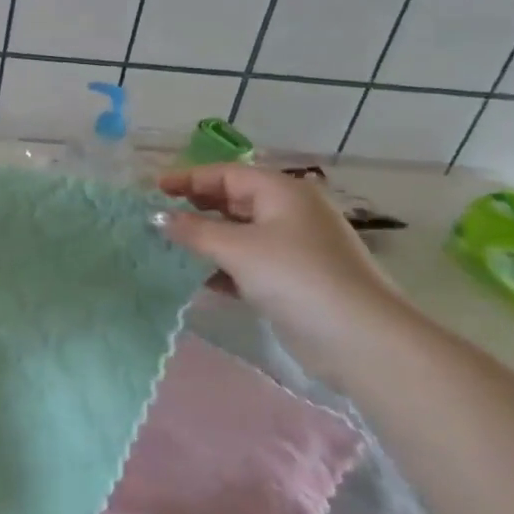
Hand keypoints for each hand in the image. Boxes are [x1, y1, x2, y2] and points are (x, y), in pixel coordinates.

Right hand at [153, 163, 406, 356]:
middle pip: (233, 201)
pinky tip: (197, 279)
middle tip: (157, 217)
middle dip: (195, 208)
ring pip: (239, 233)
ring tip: (168, 248)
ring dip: (206, 240)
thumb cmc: (295, 277)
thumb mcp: (237, 249)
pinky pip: (249, 263)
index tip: (153, 190)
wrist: (360, 339)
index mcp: (282, 192)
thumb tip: (158, 218)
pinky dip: (223, 266)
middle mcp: (290, 212)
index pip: (226, 174)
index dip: (188, 179)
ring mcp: (295, 247)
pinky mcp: (294, 279)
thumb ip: (193, 231)